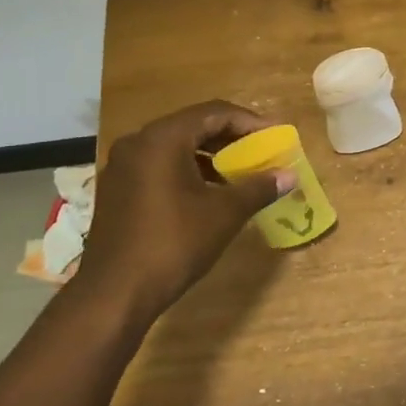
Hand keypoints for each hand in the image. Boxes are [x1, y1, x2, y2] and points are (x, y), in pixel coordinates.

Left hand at [75, 101, 293, 316]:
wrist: (115, 292)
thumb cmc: (174, 243)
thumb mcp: (225, 213)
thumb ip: (259, 187)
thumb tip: (290, 175)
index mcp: (163, 139)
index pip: (214, 113)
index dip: (250, 122)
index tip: (276, 136)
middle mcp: (138, 143)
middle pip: (193, 126)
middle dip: (231, 137)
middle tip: (261, 151)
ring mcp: (122, 166)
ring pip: (175, 146)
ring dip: (210, 155)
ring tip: (240, 172)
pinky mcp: (117, 189)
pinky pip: (159, 165)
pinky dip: (188, 170)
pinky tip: (209, 192)